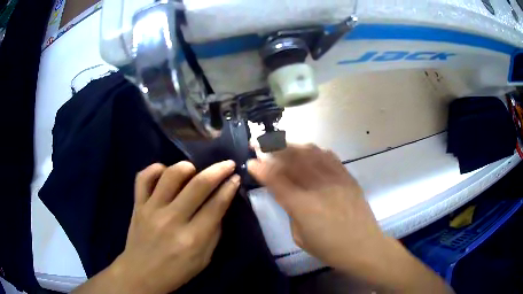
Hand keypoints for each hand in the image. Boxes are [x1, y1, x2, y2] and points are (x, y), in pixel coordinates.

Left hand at [75, 161, 239, 293]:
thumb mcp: (204, 259)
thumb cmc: (176, 271)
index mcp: (192, 239)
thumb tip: (220, 205)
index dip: (229, 188)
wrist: (141, 275)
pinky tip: (165, 173)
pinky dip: (156, 169)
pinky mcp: (137, 205)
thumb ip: (214, 232)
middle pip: (198, 185)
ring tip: (194, 170)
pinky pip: (144, 177)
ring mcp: (151, 210)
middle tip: (227, 164)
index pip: (216, 205)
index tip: (236, 177)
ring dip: (188, 167)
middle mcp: (172, 220)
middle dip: (218, 170)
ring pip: (171, 175)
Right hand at [248, 144, 381, 270]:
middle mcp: (317, 186)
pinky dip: (314, 150)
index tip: (251, 162)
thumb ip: (291, 212)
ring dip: (291, 145)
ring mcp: (334, 178)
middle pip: (291, 158)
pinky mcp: (347, 176)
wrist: (364, 245)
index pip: (275, 180)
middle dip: (271, 147)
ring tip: (280, 144)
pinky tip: (307, 151)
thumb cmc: (330, 248)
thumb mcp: (300, 237)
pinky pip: (328, 155)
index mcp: (302, 205)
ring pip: (309, 152)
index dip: (260, 168)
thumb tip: (289, 196)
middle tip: (259, 143)